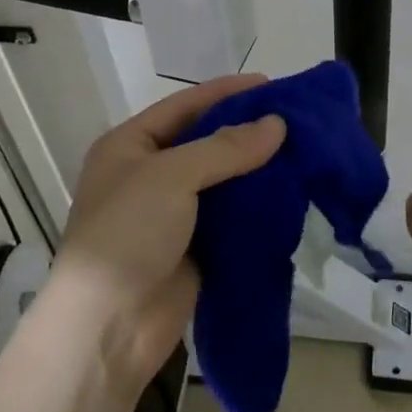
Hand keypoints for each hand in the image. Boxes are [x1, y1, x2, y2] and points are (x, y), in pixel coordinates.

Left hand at [49, 74, 285, 397]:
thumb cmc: (128, 233)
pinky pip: (230, 215)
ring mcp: (171, 213)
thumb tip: (278, 124)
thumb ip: (225, 147)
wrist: (109, 326)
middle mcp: (149, 174)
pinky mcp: (194, 246)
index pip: (184, 106)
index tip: (271, 84)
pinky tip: (290, 193)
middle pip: (206, 141)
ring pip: (222, 179)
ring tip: (302, 152)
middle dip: (247, 130)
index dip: (226, 92)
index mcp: (129, 146)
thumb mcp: (171, 176)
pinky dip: (256, 204)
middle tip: (295, 119)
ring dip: (256, 168)